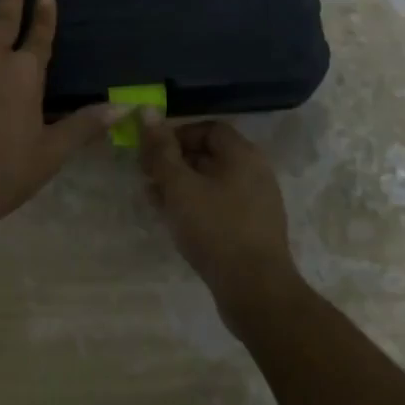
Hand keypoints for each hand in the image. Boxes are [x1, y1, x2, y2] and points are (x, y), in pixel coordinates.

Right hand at [139, 116, 300, 318]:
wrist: (257, 293)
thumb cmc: (216, 230)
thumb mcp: (180, 186)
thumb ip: (161, 150)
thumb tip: (147, 111)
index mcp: (243, 154)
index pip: (208, 128)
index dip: (178, 135)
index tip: (152, 151)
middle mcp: (255, 173)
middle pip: (210, 155)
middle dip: (175, 162)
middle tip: (147, 176)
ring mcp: (257, 204)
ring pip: (213, 184)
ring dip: (182, 187)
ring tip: (154, 200)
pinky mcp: (253, 231)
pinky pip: (221, 207)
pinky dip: (197, 207)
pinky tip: (176, 223)